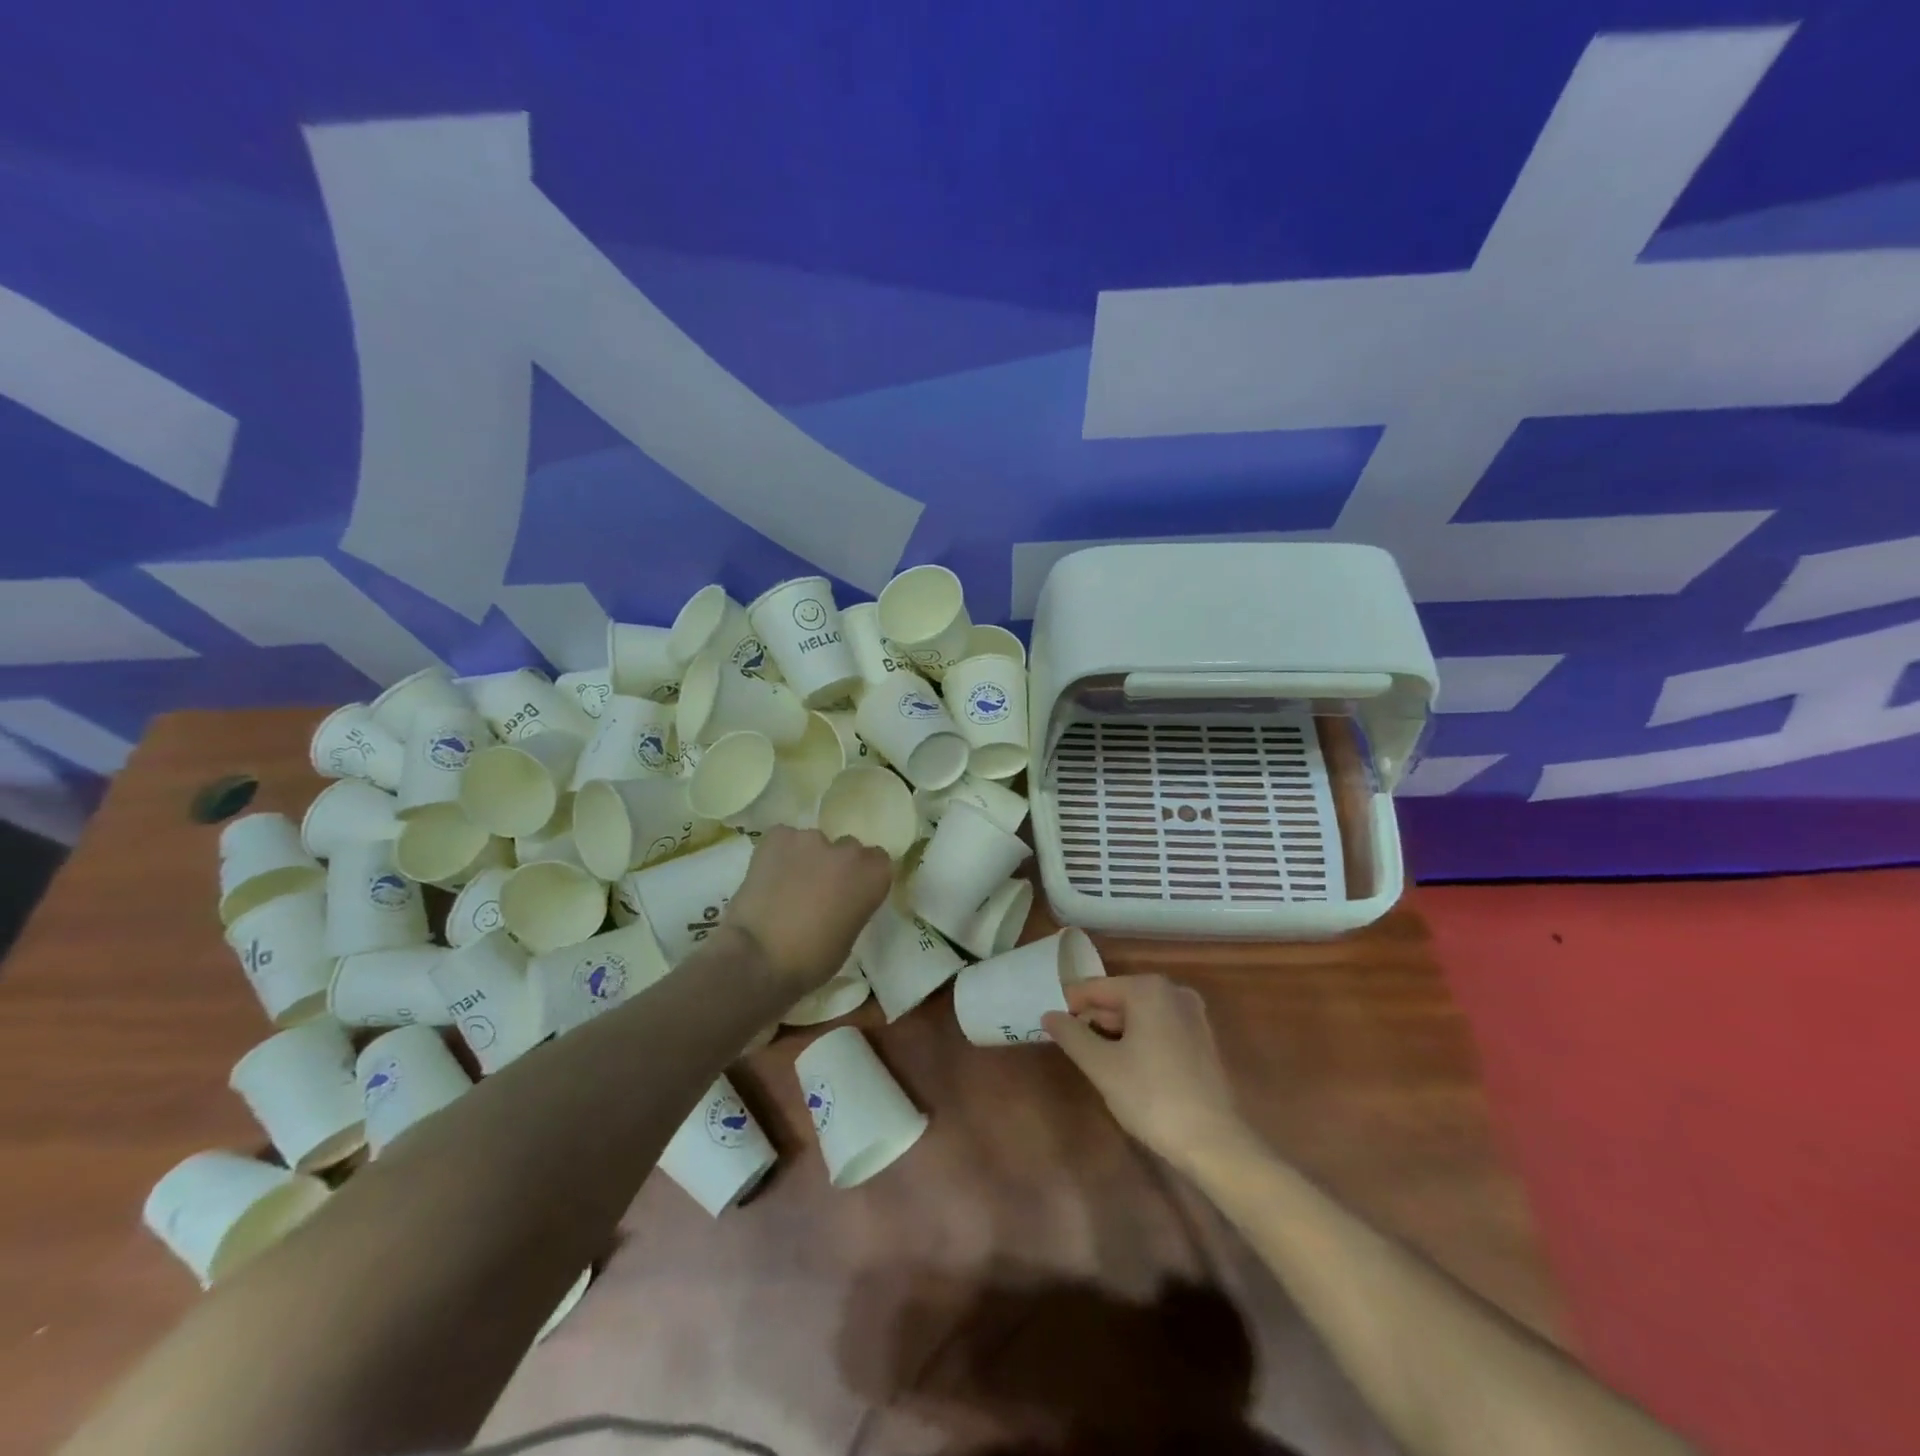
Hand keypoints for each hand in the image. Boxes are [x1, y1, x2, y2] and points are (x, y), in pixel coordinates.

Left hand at [723, 826, 891, 995]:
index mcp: (874, 875)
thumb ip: (853, 905)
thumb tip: (840, 899)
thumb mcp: (849, 935)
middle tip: (816, 890)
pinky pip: (784, 840)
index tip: (849, 893)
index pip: (878, 861)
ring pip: (813, 844)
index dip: (861, 876)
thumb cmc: (811, 960)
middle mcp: (849, 850)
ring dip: (806, 859)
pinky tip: (767, 876)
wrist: (758, 958)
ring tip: (785, 885)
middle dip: (835, 865)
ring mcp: (812, 838)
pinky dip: (778, 854)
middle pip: (847, 849)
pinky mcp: (777, 836)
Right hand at [1042, 975, 1247, 1166]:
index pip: (1094, 988)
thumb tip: (1049, 1014)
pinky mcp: (1202, 1039)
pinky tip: (1130, 1070)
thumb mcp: (1101, 1066)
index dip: (1070, 1007)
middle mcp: (1172, 991)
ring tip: (1099, 1063)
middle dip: (1095, 1021)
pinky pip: (1159, 1028)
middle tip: (1075, 1050)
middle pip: (1118, 999)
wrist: (1214, 1142)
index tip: (1052, 1027)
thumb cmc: (1151, 1096)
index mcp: (1147, 989)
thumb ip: (1071, 1035)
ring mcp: (1192, 1014)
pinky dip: (1140, 1041)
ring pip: (1139, 1015)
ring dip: (1117, 1033)